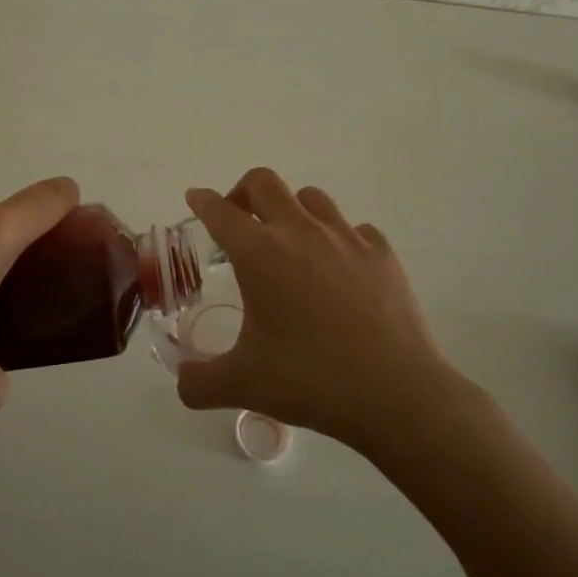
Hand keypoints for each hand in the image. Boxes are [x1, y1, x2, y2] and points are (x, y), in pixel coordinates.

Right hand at [176, 168, 468, 455]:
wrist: (396, 394)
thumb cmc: (311, 381)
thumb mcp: (242, 385)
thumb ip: (198, 382)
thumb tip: (181, 382)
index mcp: (260, 254)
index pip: (221, 212)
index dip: (203, 201)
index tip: (196, 198)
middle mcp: (300, 233)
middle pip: (264, 182)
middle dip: (243, 191)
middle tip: (238, 219)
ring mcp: (346, 238)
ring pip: (311, 197)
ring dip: (290, 209)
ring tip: (288, 241)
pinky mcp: (382, 254)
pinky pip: (353, 227)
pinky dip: (338, 237)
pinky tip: (338, 266)